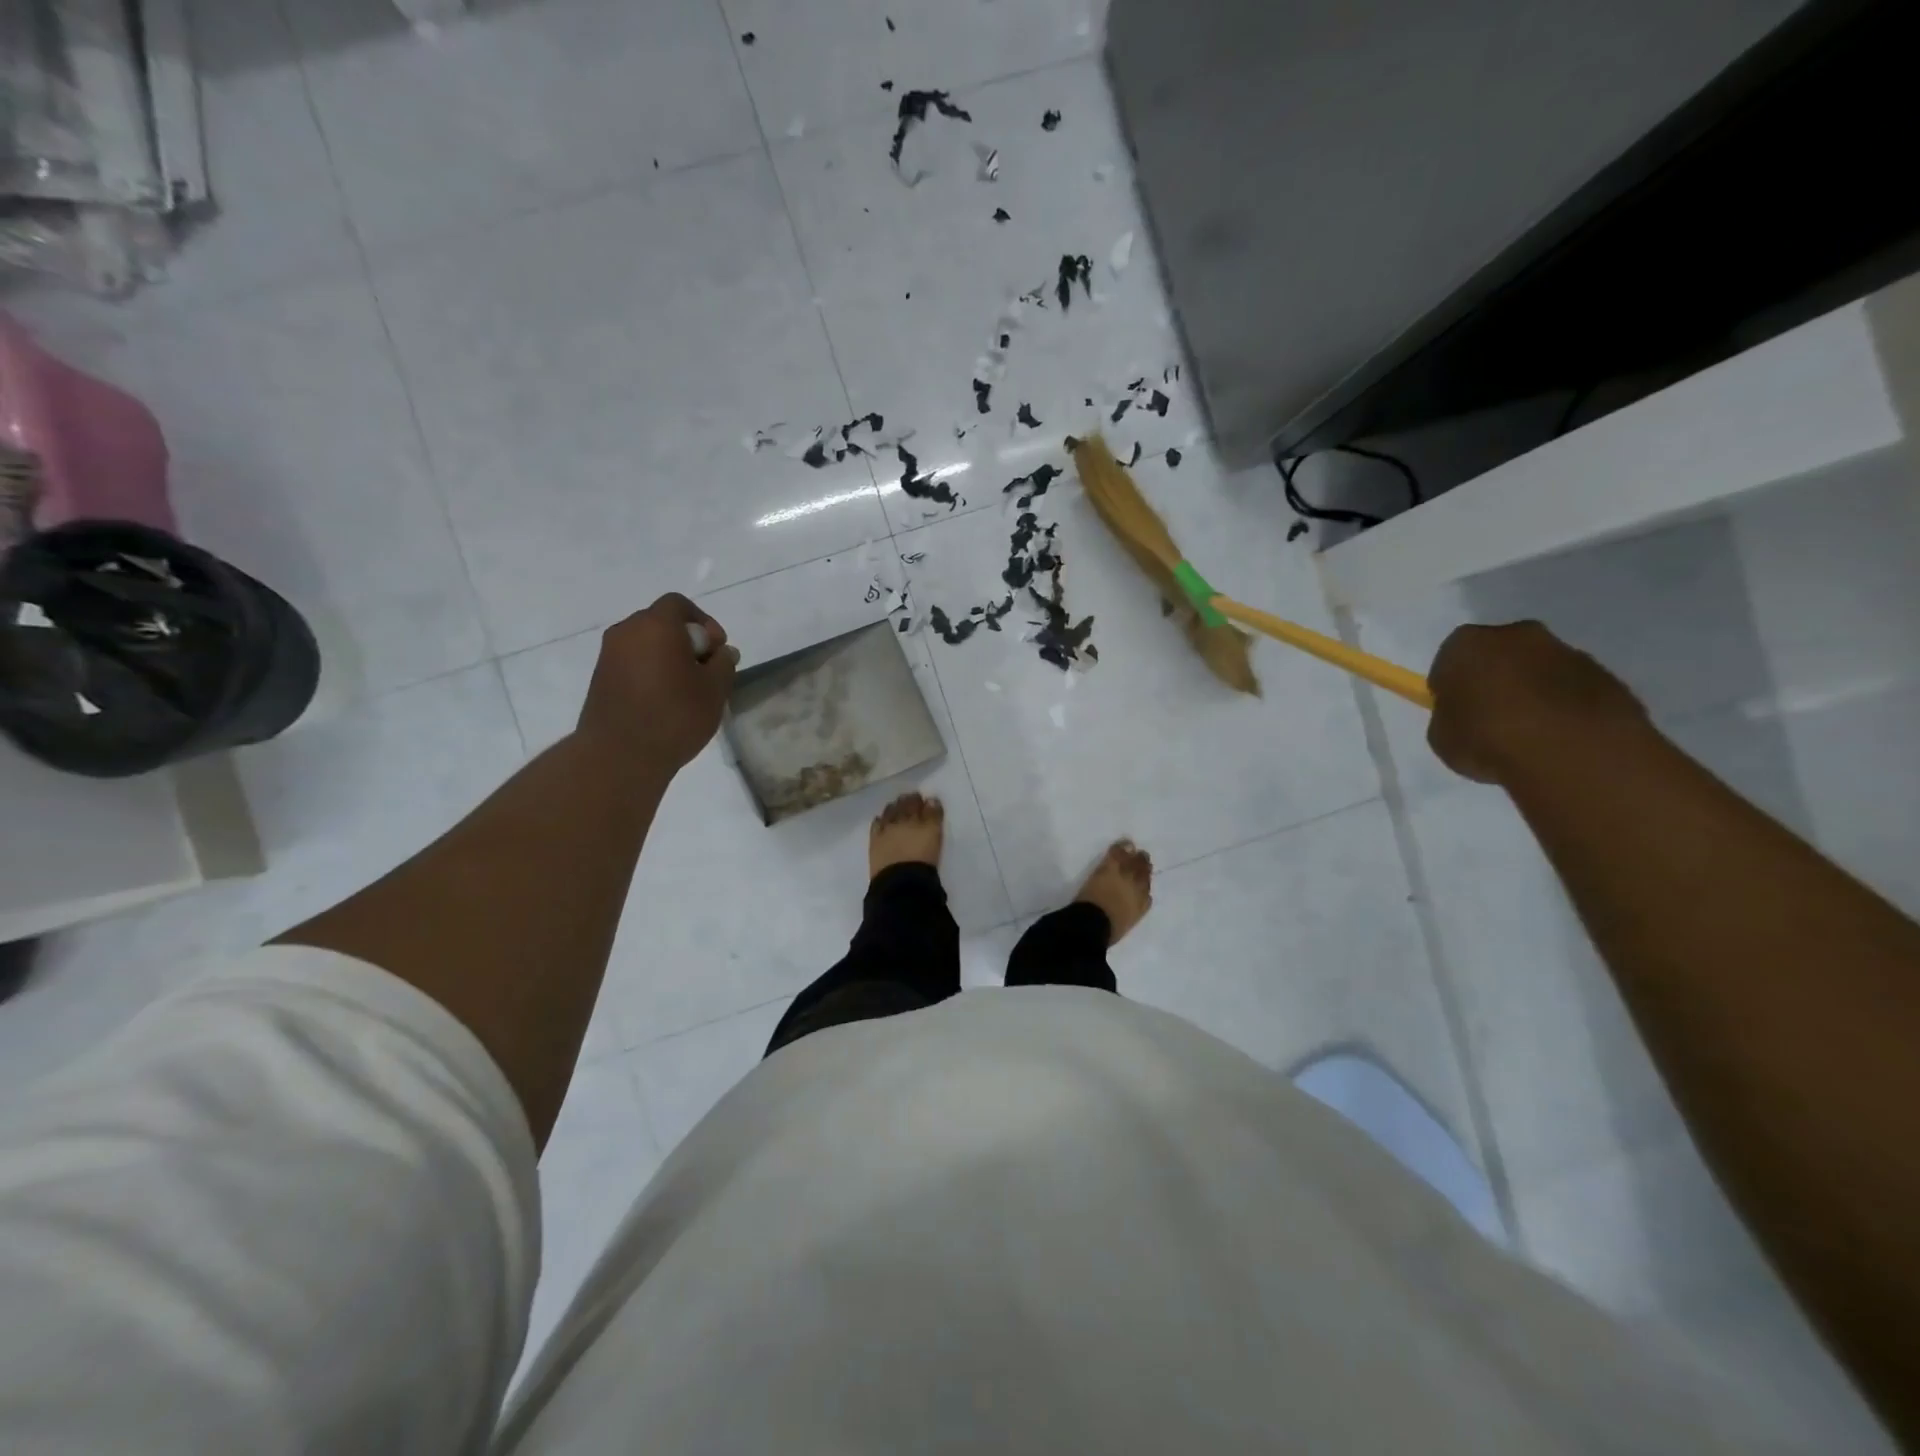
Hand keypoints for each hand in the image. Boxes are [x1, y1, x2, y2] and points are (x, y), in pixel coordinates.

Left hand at [577, 594, 737, 773]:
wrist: (619, 756)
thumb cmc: (674, 716)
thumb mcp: (715, 689)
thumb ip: (723, 664)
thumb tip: (722, 652)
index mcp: (656, 625)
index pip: (679, 605)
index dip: (704, 622)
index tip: (717, 650)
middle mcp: (627, 632)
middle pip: (661, 623)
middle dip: (687, 641)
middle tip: (705, 671)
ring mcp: (609, 656)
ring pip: (646, 644)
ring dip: (668, 658)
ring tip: (686, 690)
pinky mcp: (601, 679)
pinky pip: (632, 664)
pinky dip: (650, 672)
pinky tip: (664, 701)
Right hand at [1427, 621, 1647, 784]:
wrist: (1573, 752)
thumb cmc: (1488, 739)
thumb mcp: (1443, 737)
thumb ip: (1451, 718)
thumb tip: (1466, 716)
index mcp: (1468, 644)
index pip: (1450, 659)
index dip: (1451, 686)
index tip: (1455, 711)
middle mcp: (1519, 636)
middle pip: (1500, 655)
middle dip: (1495, 679)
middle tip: (1491, 717)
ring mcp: (1568, 653)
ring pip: (1540, 670)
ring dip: (1533, 692)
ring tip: (1530, 733)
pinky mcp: (1607, 676)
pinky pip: (1573, 690)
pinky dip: (1565, 707)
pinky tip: (1559, 737)